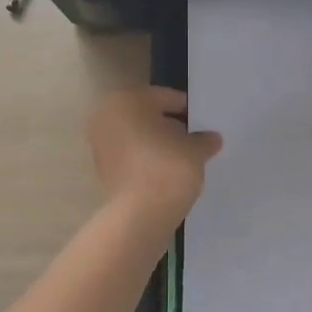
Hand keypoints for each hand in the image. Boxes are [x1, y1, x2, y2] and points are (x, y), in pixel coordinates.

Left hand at [87, 86, 222, 226]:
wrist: (140, 214)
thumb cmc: (168, 167)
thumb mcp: (195, 149)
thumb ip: (204, 140)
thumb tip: (211, 138)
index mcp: (128, 100)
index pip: (165, 97)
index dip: (187, 110)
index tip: (202, 123)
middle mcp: (107, 116)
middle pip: (147, 115)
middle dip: (169, 126)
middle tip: (193, 139)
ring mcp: (100, 144)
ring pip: (137, 136)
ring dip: (157, 143)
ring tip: (182, 157)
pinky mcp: (102, 169)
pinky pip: (130, 156)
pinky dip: (146, 159)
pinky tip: (165, 171)